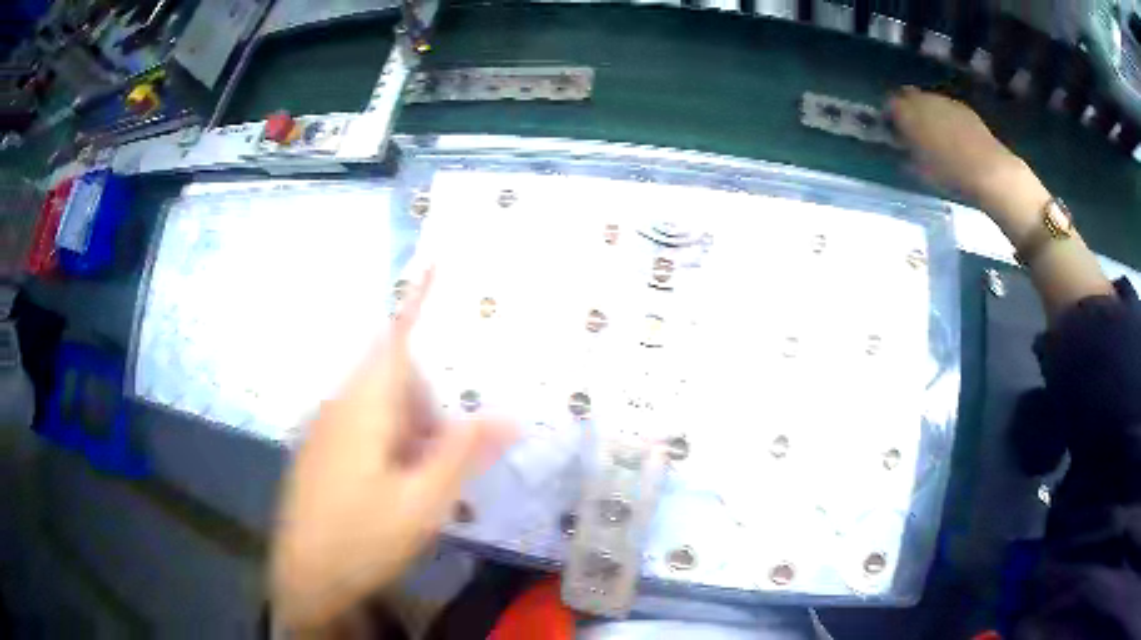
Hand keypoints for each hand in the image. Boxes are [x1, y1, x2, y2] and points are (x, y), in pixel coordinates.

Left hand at [270, 271, 515, 631]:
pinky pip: (364, 429)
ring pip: (380, 408)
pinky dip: (393, 443)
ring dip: (413, 429)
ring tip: (428, 479)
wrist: (305, 577)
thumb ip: (462, 454)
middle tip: (453, 447)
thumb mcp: (423, 501)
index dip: (417, 298)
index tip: (435, 262)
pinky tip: (400, 486)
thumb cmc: (363, 537)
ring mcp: (326, 431)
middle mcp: (340, 407)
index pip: (396, 337)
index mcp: (364, 407)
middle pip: (394, 378)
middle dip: (431, 401)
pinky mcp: (322, 453)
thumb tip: (508, 416)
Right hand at [888, 86, 1025, 206]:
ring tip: (932, 134)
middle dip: (907, 109)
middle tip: (910, 130)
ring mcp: (945, 101)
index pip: (889, 104)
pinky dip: (944, 117)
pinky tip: (951, 136)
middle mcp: (924, 99)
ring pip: (928, 100)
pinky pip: (946, 108)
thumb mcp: (920, 169)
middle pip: (908, 96)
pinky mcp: (963, 108)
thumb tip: (900, 146)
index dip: (888, 116)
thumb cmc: (950, 173)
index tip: (891, 131)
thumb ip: (906, 152)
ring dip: (926, 112)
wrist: (989, 171)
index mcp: (908, 113)